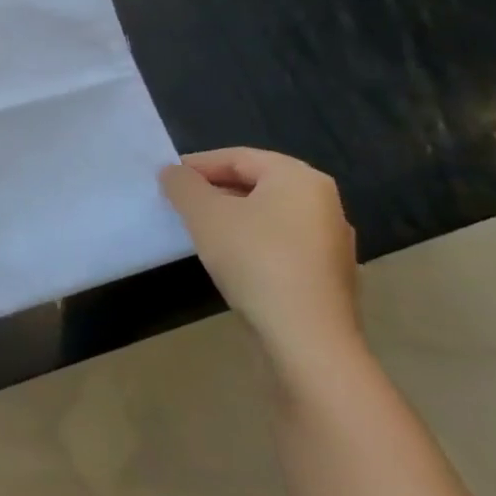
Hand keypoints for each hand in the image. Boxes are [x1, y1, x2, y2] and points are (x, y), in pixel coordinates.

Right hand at [160, 148, 362, 384]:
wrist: (307, 338)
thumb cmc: (255, 260)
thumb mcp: (205, 215)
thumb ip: (184, 186)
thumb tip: (173, 173)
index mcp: (299, 178)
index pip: (238, 157)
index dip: (197, 165)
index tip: (165, 180)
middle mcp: (323, 202)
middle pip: (255, 183)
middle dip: (213, 191)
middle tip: (177, 204)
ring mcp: (330, 241)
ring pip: (267, 215)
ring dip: (230, 218)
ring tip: (197, 231)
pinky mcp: (327, 274)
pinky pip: (280, 243)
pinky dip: (250, 242)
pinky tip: (228, 260)